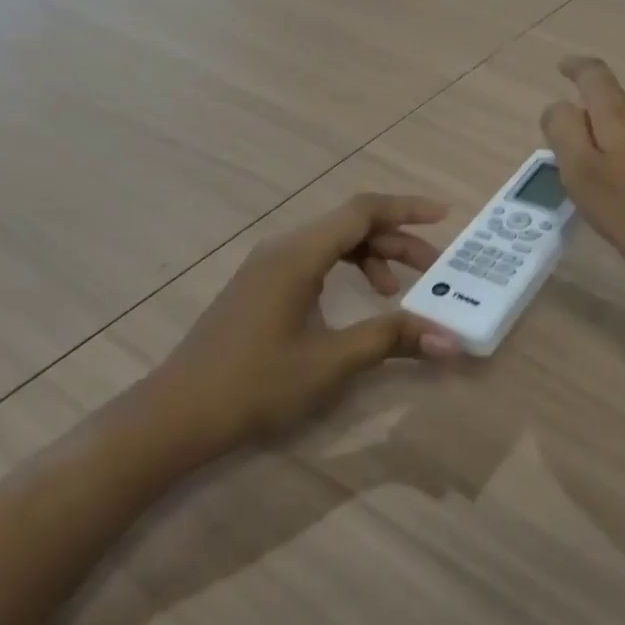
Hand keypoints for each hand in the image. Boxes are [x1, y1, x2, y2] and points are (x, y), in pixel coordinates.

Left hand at [166, 194, 461, 449]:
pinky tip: (353, 302)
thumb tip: (449, 340)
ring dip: (370, 257)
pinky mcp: (258, 285)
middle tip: (432, 269)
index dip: (407, 209)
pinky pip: (313, 259)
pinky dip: (344, 269)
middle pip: (350, 224)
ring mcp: (266, 265)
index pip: (363, 211)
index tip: (445, 216)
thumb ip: (391, 340)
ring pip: (331, 242)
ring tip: (394, 292)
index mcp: (300, 253)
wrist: (175, 415)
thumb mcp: (331, 362)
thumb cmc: (255, 384)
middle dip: (396, 241)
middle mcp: (283, 247)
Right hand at [540, 57, 624, 294]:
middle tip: (578, 158)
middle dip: (594, 121)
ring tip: (611, 183)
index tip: (563, 68)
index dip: (574, 68)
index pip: (592, 74)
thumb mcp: (584, 176)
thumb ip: (564, 133)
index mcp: (619, 110)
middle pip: (614, 102)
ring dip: (620, 143)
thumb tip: (558, 106)